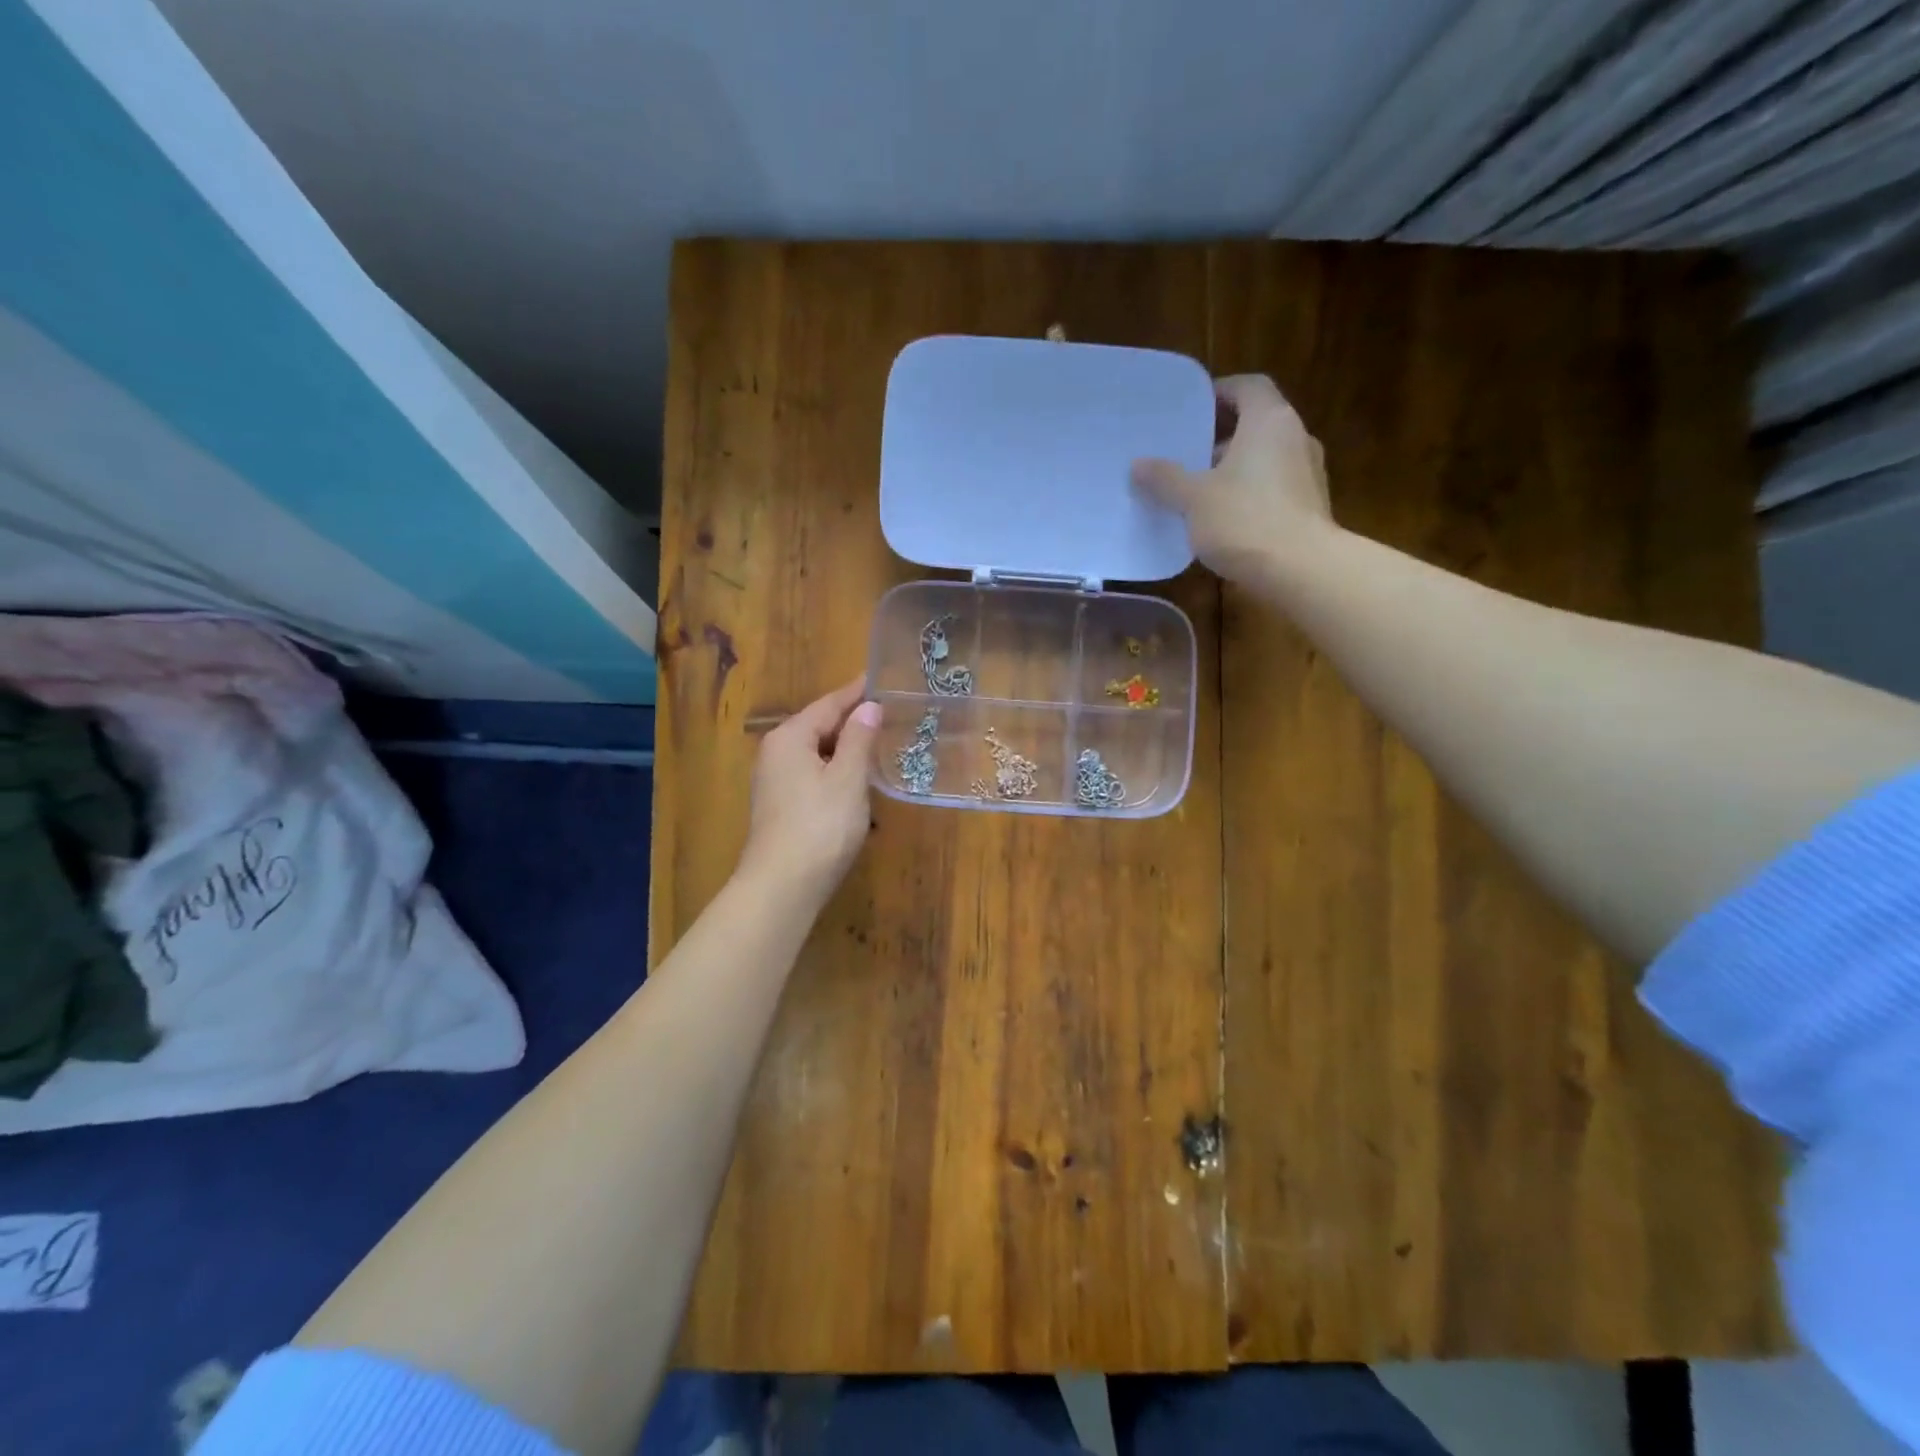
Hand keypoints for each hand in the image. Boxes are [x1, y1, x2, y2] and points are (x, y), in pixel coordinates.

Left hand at [737, 678, 881, 901]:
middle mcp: (776, 752)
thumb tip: (868, 706)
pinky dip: (836, 770)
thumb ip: (859, 739)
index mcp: (790, 737)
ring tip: (878, 740)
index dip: (856, 692)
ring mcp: (775, 781)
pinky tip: (856, 779)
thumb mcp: (848, 778)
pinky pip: (813, 774)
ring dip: (845, 747)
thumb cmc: (820, 826)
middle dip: (852, 719)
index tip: (879, 678)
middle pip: (819, 726)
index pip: (829, 704)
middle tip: (887, 710)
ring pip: (816, 752)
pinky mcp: (780, 806)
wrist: (782, 886)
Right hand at [1131, 374, 1332, 581]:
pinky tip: (1226, 517)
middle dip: (1222, 436)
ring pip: (1266, 457)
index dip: (1219, 393)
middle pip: (1257, 422)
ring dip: (1236, 466)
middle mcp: (1296, 437)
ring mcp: (1309, 472)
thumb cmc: (1245, 519)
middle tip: (1187, 453)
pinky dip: (1251, 491)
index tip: (1192, 410)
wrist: (1301, 569)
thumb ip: (1166, 478)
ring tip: (1201, 489)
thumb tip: (1138, 465)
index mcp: (1269, 421)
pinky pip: (1275, 486)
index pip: (1248, 387)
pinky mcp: (1311, 505)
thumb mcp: (1194, 499)